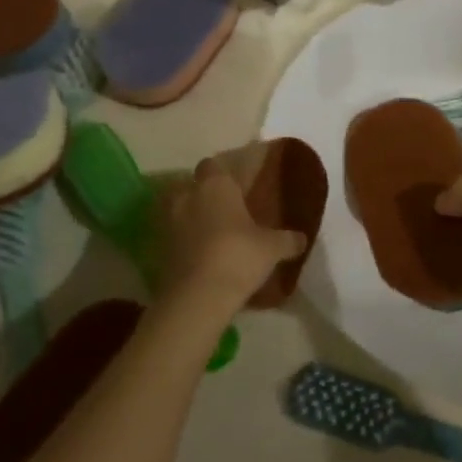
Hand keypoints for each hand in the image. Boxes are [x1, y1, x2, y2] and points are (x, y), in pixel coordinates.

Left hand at [159, 157, 305, 317]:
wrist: (197, 297)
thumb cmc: (238, 256)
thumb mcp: (272, 248)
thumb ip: (287, 240)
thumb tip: (303, 238)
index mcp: (216, 185)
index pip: (213, 165)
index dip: (223, 173)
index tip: (237, 185)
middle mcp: (188, 196)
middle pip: (192, 186)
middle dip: (205, 194)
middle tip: (226, 210)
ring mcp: (168, 222)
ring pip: (178, 210)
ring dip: (191, 217)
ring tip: (211, 233)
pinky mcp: (158, 249)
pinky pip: (173, 236)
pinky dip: (183, 241)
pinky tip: (200, 255)